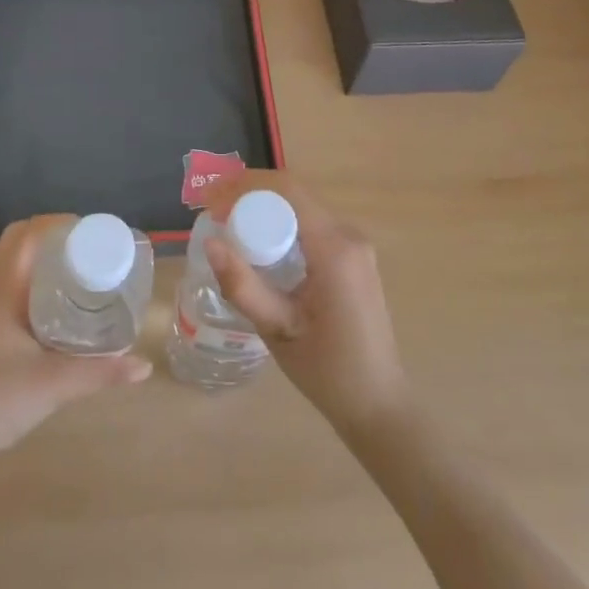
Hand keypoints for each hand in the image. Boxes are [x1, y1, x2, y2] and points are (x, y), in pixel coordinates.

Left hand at [0, 216, 150, 484]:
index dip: (56, 223)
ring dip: (48, 261)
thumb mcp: (54, 383)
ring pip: (20, 269)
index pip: (24, 234)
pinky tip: (69, 306)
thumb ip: (101, 372)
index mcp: (3, 289)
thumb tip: (144, 365)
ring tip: (87, 269)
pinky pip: (20, 292)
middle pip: (21, 245)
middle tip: (91, 249)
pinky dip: (43, 286)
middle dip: (55, 239)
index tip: (91, 231)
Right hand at [203, 174, 410, 436]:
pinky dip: (281, 227)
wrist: (378, 404)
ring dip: (264, 211)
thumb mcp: (278, 330)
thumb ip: (244, 286)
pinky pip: (311, 226)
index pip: (288, 190)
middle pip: (293, 196)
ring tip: (228, 227)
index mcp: (335, 249)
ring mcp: (355, 245)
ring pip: (301, 209)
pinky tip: (259, 247)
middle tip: (212, 214)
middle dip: (249, 196)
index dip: (245, 185)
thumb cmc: (328, 372)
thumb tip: (210, 242)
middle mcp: (349, 236)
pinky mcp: (354, 257)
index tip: (210, 199)